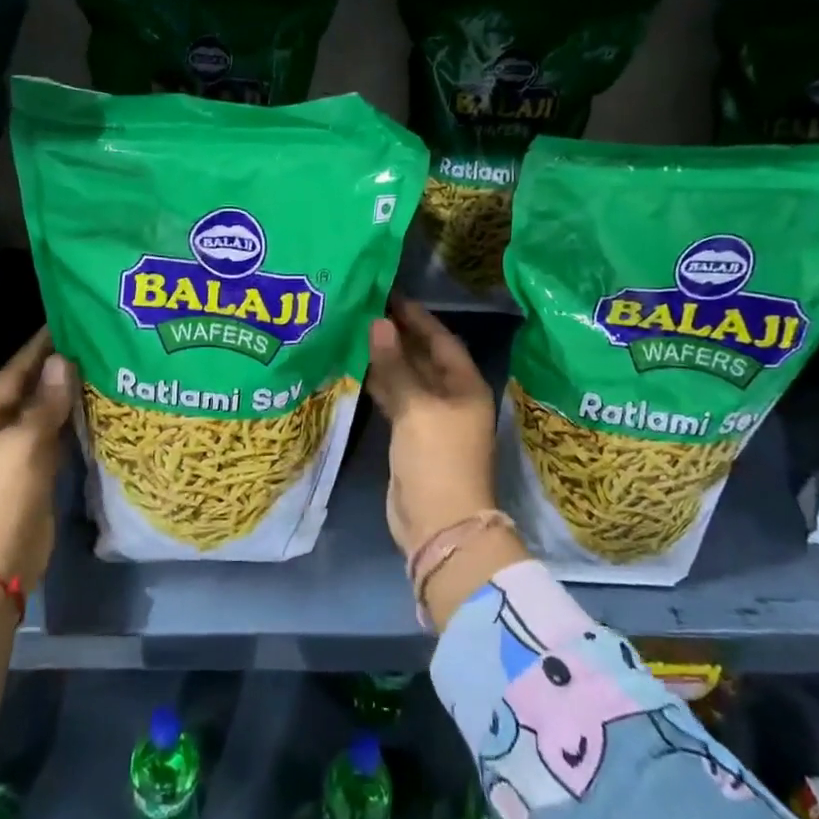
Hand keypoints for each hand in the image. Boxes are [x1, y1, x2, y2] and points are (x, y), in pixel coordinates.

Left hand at [0, 328, 72, 587]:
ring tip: (95, 365)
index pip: (10, 375)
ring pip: (41, 416)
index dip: (34, 350)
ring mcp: (13, 458)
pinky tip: (91, 407)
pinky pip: (53, 439)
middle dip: (52, 369)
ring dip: (63, 394)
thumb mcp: (23, 446)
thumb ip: (45, 404)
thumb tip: (62, 361)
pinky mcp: (32, 477)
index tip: (61, 323)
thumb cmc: (0, 500)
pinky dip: (69, 422)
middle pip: (25, 393)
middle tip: (87, 340)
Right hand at [366, 299, 497, 555]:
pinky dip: (379, 382)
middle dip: (397, 334)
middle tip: (364, 307)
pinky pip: (395, 398)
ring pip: (406, 377)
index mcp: (465, 385)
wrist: (439, 524)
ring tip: (354, 329)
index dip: (416, 317)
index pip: (441, 339)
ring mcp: (430, 417)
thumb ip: (395, 365)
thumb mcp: (416, 407)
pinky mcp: (410, 435)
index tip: (389, 294)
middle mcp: (451, 396)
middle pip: (423, 356)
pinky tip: (355, 366)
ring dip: (385, 357)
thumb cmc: (437, 458)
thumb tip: (379, 322)